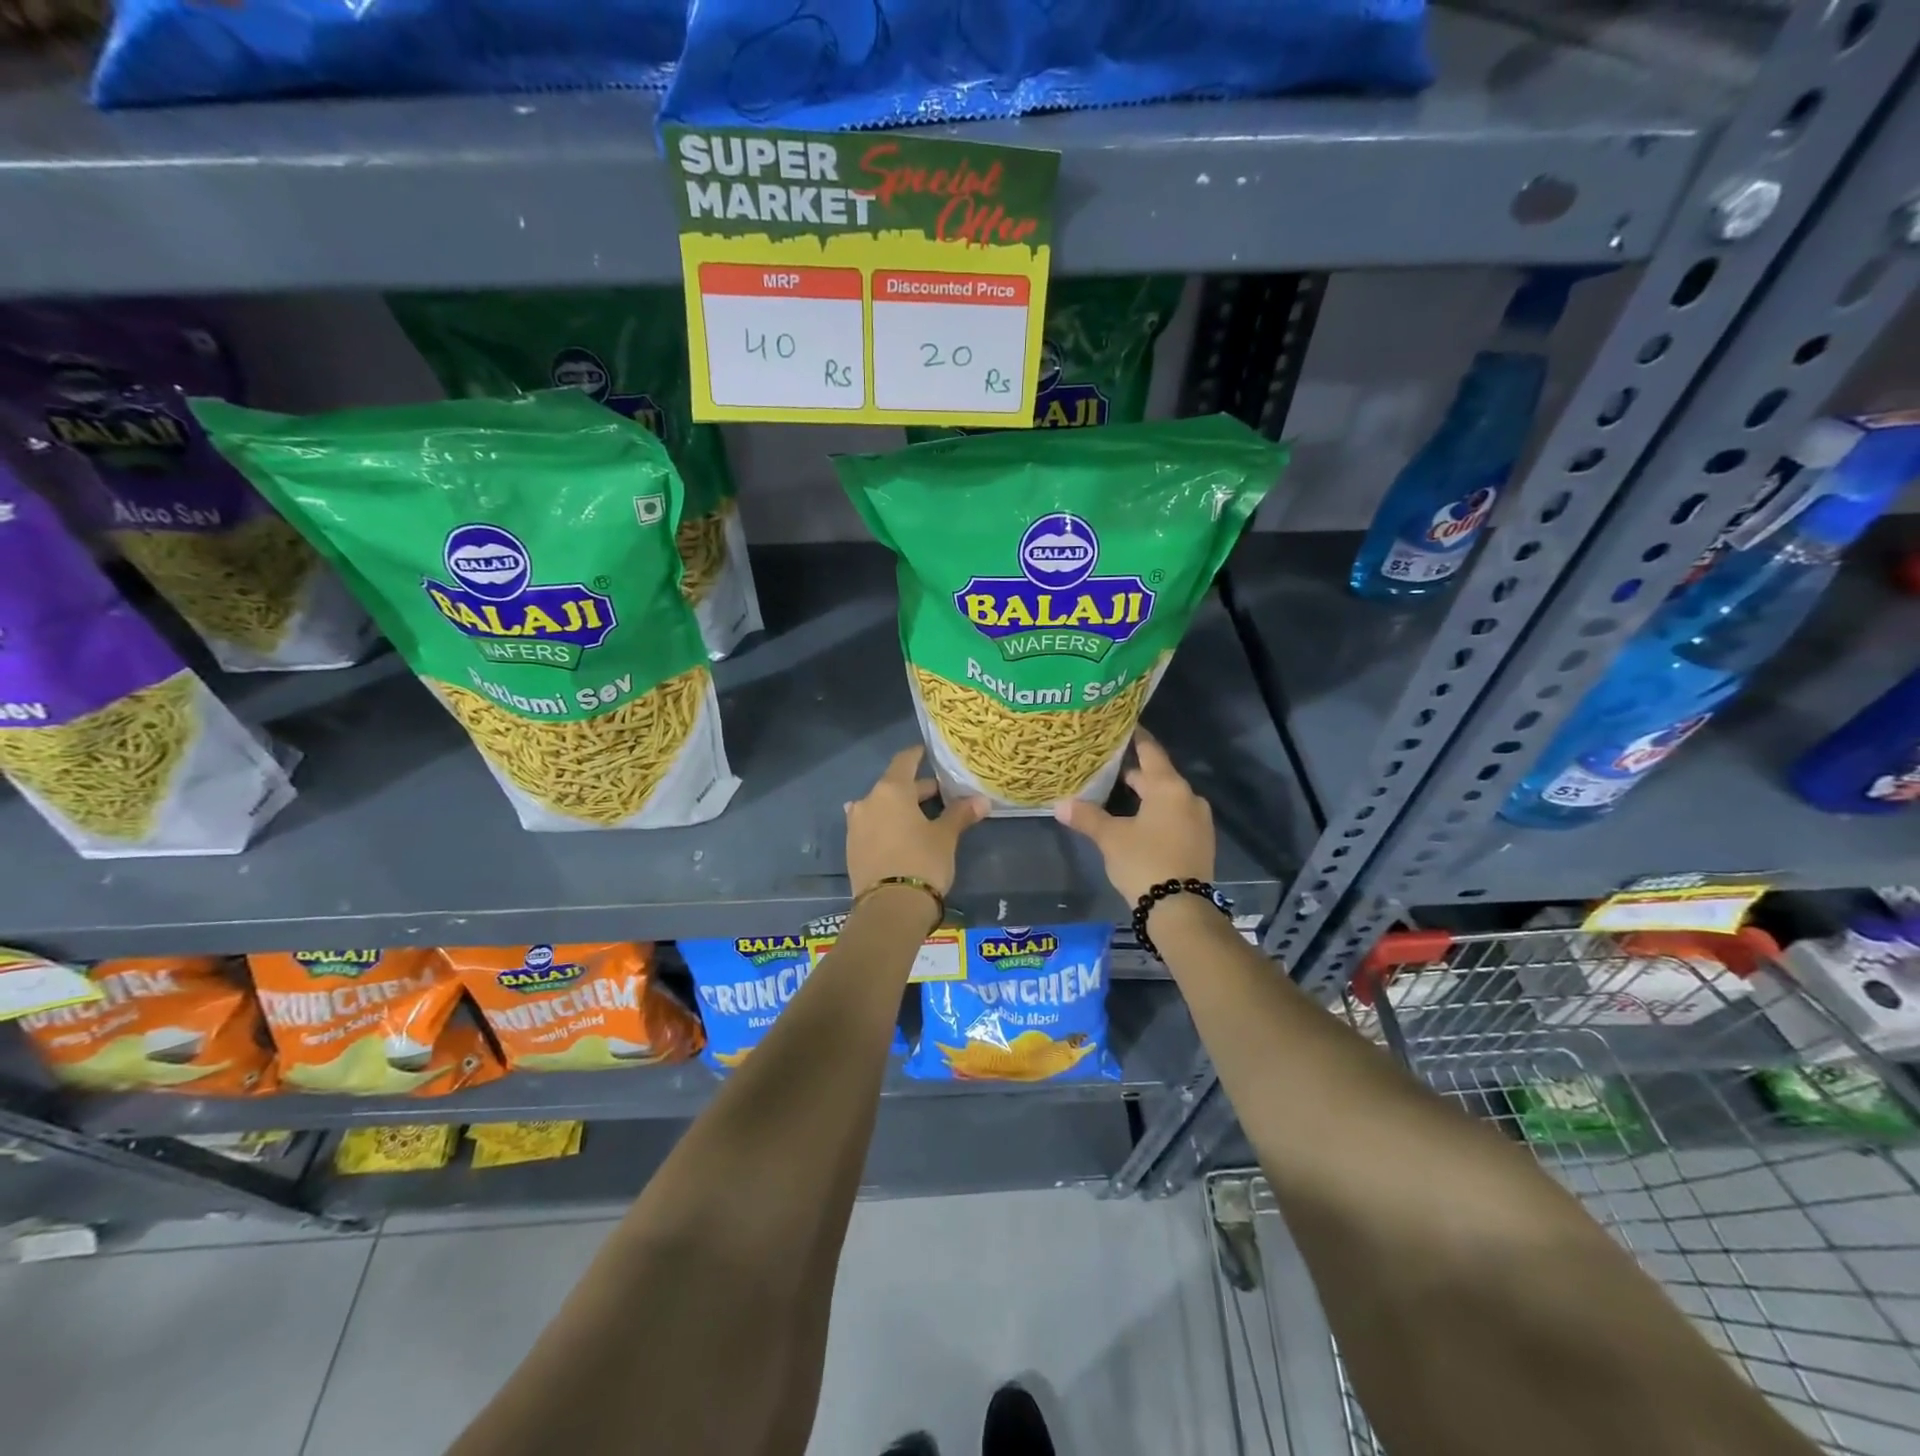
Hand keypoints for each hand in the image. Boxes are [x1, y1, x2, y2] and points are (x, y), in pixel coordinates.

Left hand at [845, 747, 987, 898]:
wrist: (889, 908)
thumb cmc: (921, 861)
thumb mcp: (945, 837)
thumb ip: (960, 814)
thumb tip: (982, 801)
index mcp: (891, 790)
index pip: (904, 761)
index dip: (918, 754)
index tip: (928, 752)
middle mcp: (868, 801)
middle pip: (894, 786)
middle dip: (917, 790)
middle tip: (941, 795)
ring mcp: (856, 825)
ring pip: (881, 807)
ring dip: (900, 809)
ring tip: (921, 818)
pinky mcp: (853, 849)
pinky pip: (872, 827)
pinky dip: (887, 826)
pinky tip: (900, 836)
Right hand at [1053, 729, 1213, 904]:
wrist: (1181, 910)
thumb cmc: (1144, 862)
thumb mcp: (1111, 838)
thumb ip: (1087, 817)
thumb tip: (1060, 804)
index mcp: (1169, 787)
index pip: (1150, 751)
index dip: (1136, 738)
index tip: (1122, 726)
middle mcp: (1189, 798)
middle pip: (1158, 776)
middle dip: (1134, 772)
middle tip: (1106, 767)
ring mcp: (1198, 821)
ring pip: (1167, 798)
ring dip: (1146, 796)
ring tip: (1118, 796)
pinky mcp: (1200, 842)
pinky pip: (1175, 817)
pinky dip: (1157, 814)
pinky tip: (1138, 823)